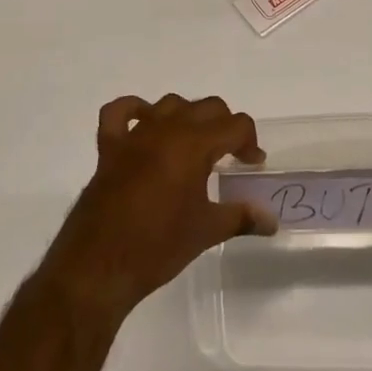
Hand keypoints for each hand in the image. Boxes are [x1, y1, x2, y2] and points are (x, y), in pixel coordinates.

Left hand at [38, 94, 275, 324]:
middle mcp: (165, 130)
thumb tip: (271, 221)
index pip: (235, 125)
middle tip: (230, 156)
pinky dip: (134, 111)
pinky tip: (145, 125)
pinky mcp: (109, 148)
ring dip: (187, 116)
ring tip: (194, 144)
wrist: (100, 266)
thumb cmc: (158, 246)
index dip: (250, 142)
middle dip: (225, 126)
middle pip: (207, 107)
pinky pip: (119, 113)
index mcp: (193, 145)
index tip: (253, 165)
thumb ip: (242, 217)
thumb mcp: (207, 231)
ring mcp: (134, 136)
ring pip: (169, 104)